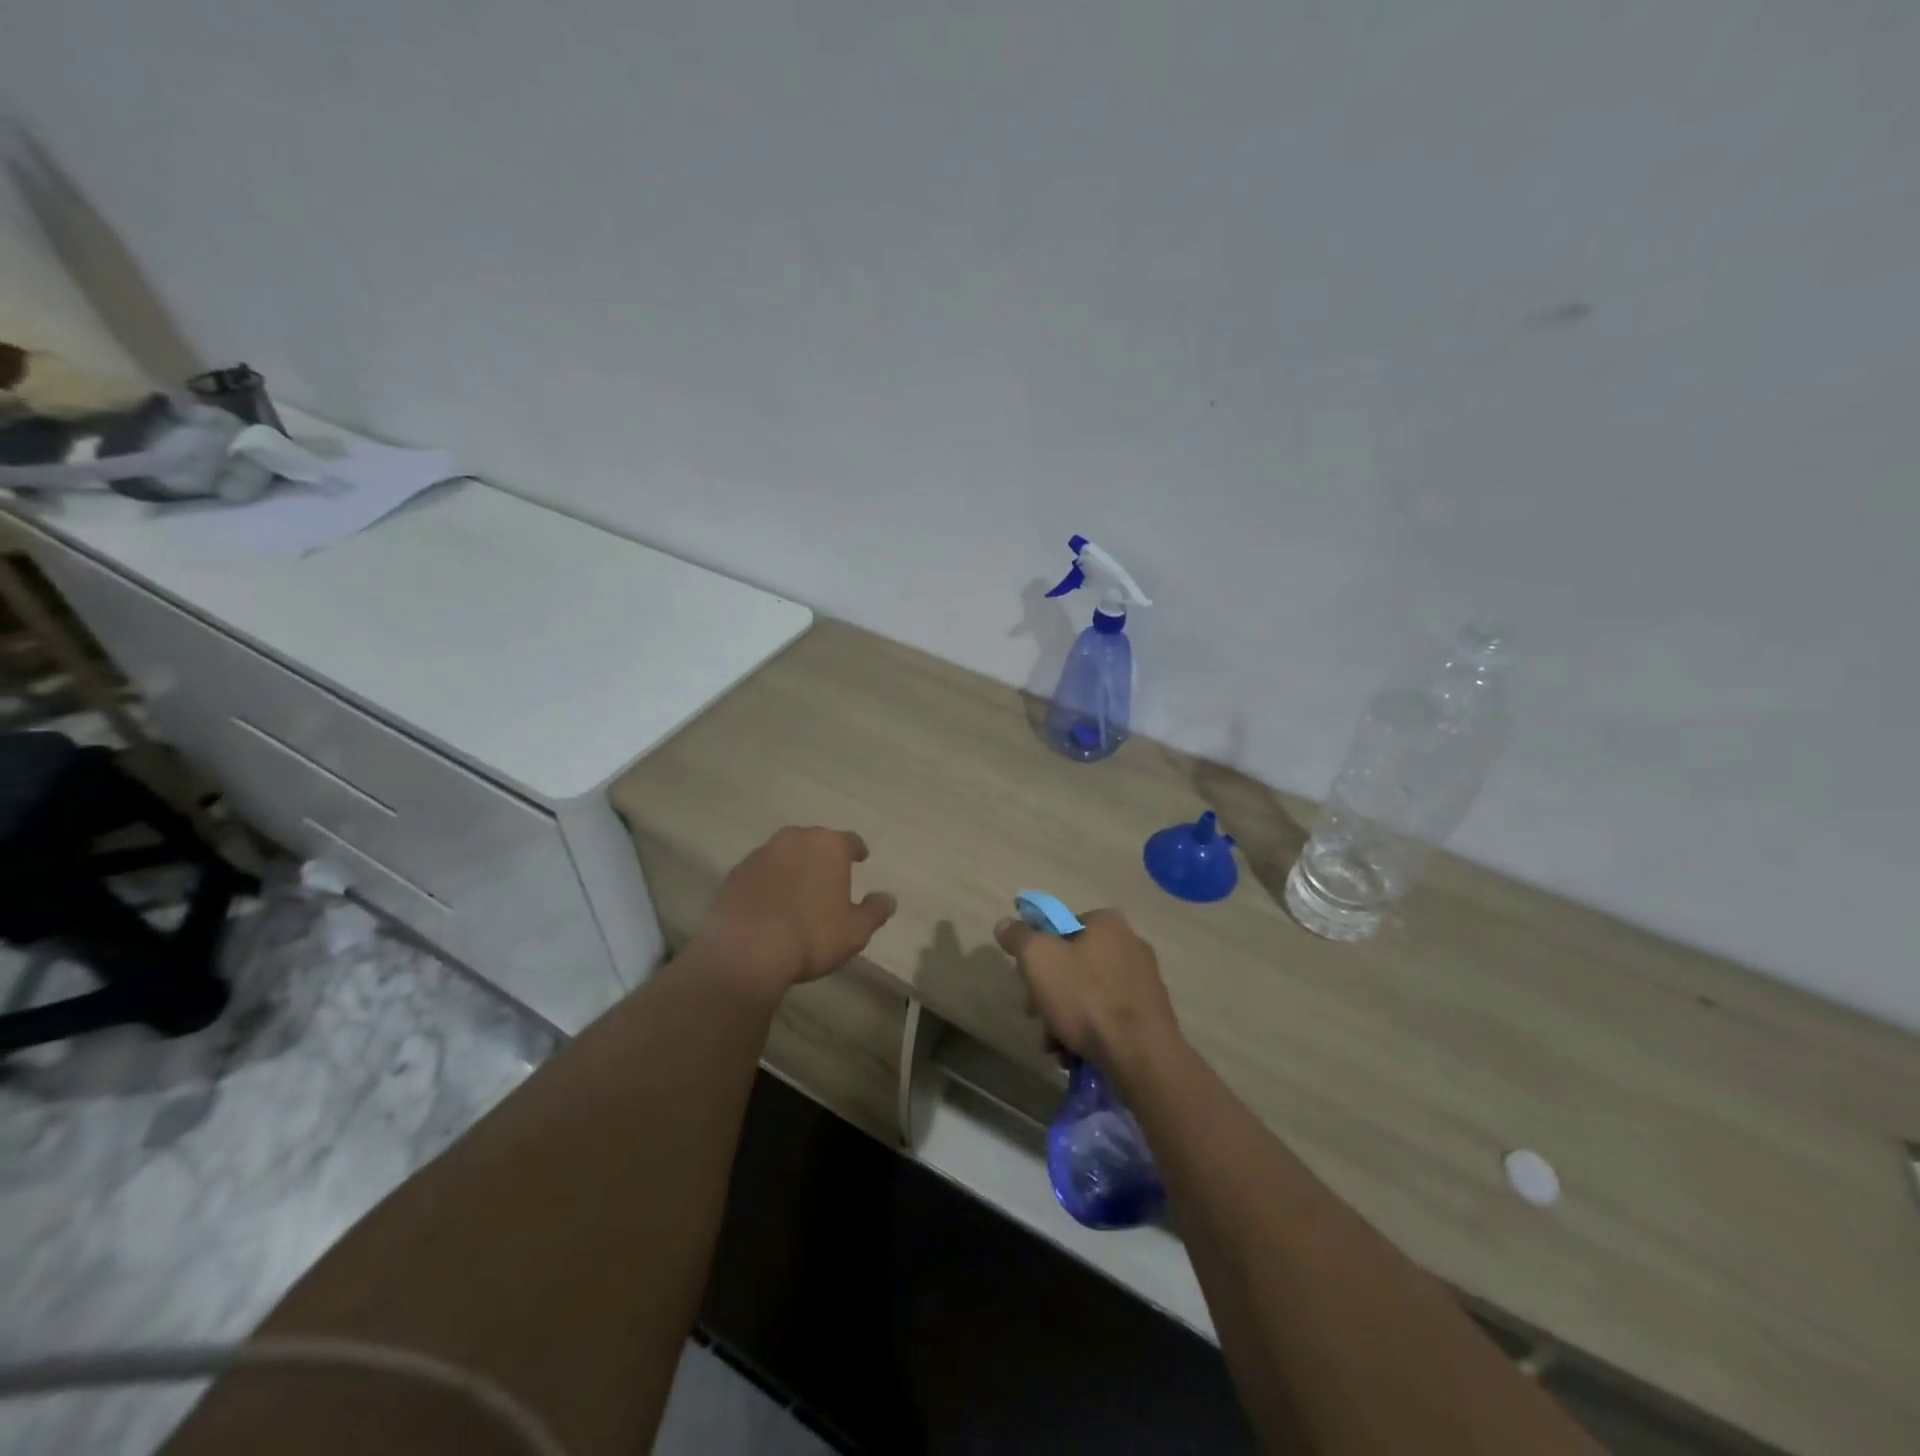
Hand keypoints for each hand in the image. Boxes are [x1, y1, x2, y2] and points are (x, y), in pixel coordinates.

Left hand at [696, 826, 896, 992]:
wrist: (746, 952)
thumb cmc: (811, 936)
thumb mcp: (855, 931)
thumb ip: (875, 911)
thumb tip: (888, 899)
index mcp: (828, 846)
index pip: (850, 840)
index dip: (857, 850)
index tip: (861, 858)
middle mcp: (794, 840)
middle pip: (814, 842)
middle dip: (823, 856)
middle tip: (829, 876)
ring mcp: (760, 854)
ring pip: (785, 854)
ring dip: (793, 867)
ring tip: (798, 890)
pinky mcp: (735, 873)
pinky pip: (760, 872)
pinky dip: (768, 882)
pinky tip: (770, 903)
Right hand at [993, 908, 1180, 1077]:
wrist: (1140, 1054)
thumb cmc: (1086, 998)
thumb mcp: (1038, 959)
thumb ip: (1019, 937)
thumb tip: (1004, 923)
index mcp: (1107, 923)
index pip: (1060, 926)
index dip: (1037, 952)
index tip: (1026, 980)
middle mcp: (1130, 943)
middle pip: (1072, 963)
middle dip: (1048, 992)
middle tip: (1035, 1016)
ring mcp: (1144, 980)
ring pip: (1088, 993)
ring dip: (1064, 1017)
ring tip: (1054, 1045)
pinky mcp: (1150, 1014)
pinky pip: (1108, 1016)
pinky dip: (1089, 1031)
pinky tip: (1074, 1054)